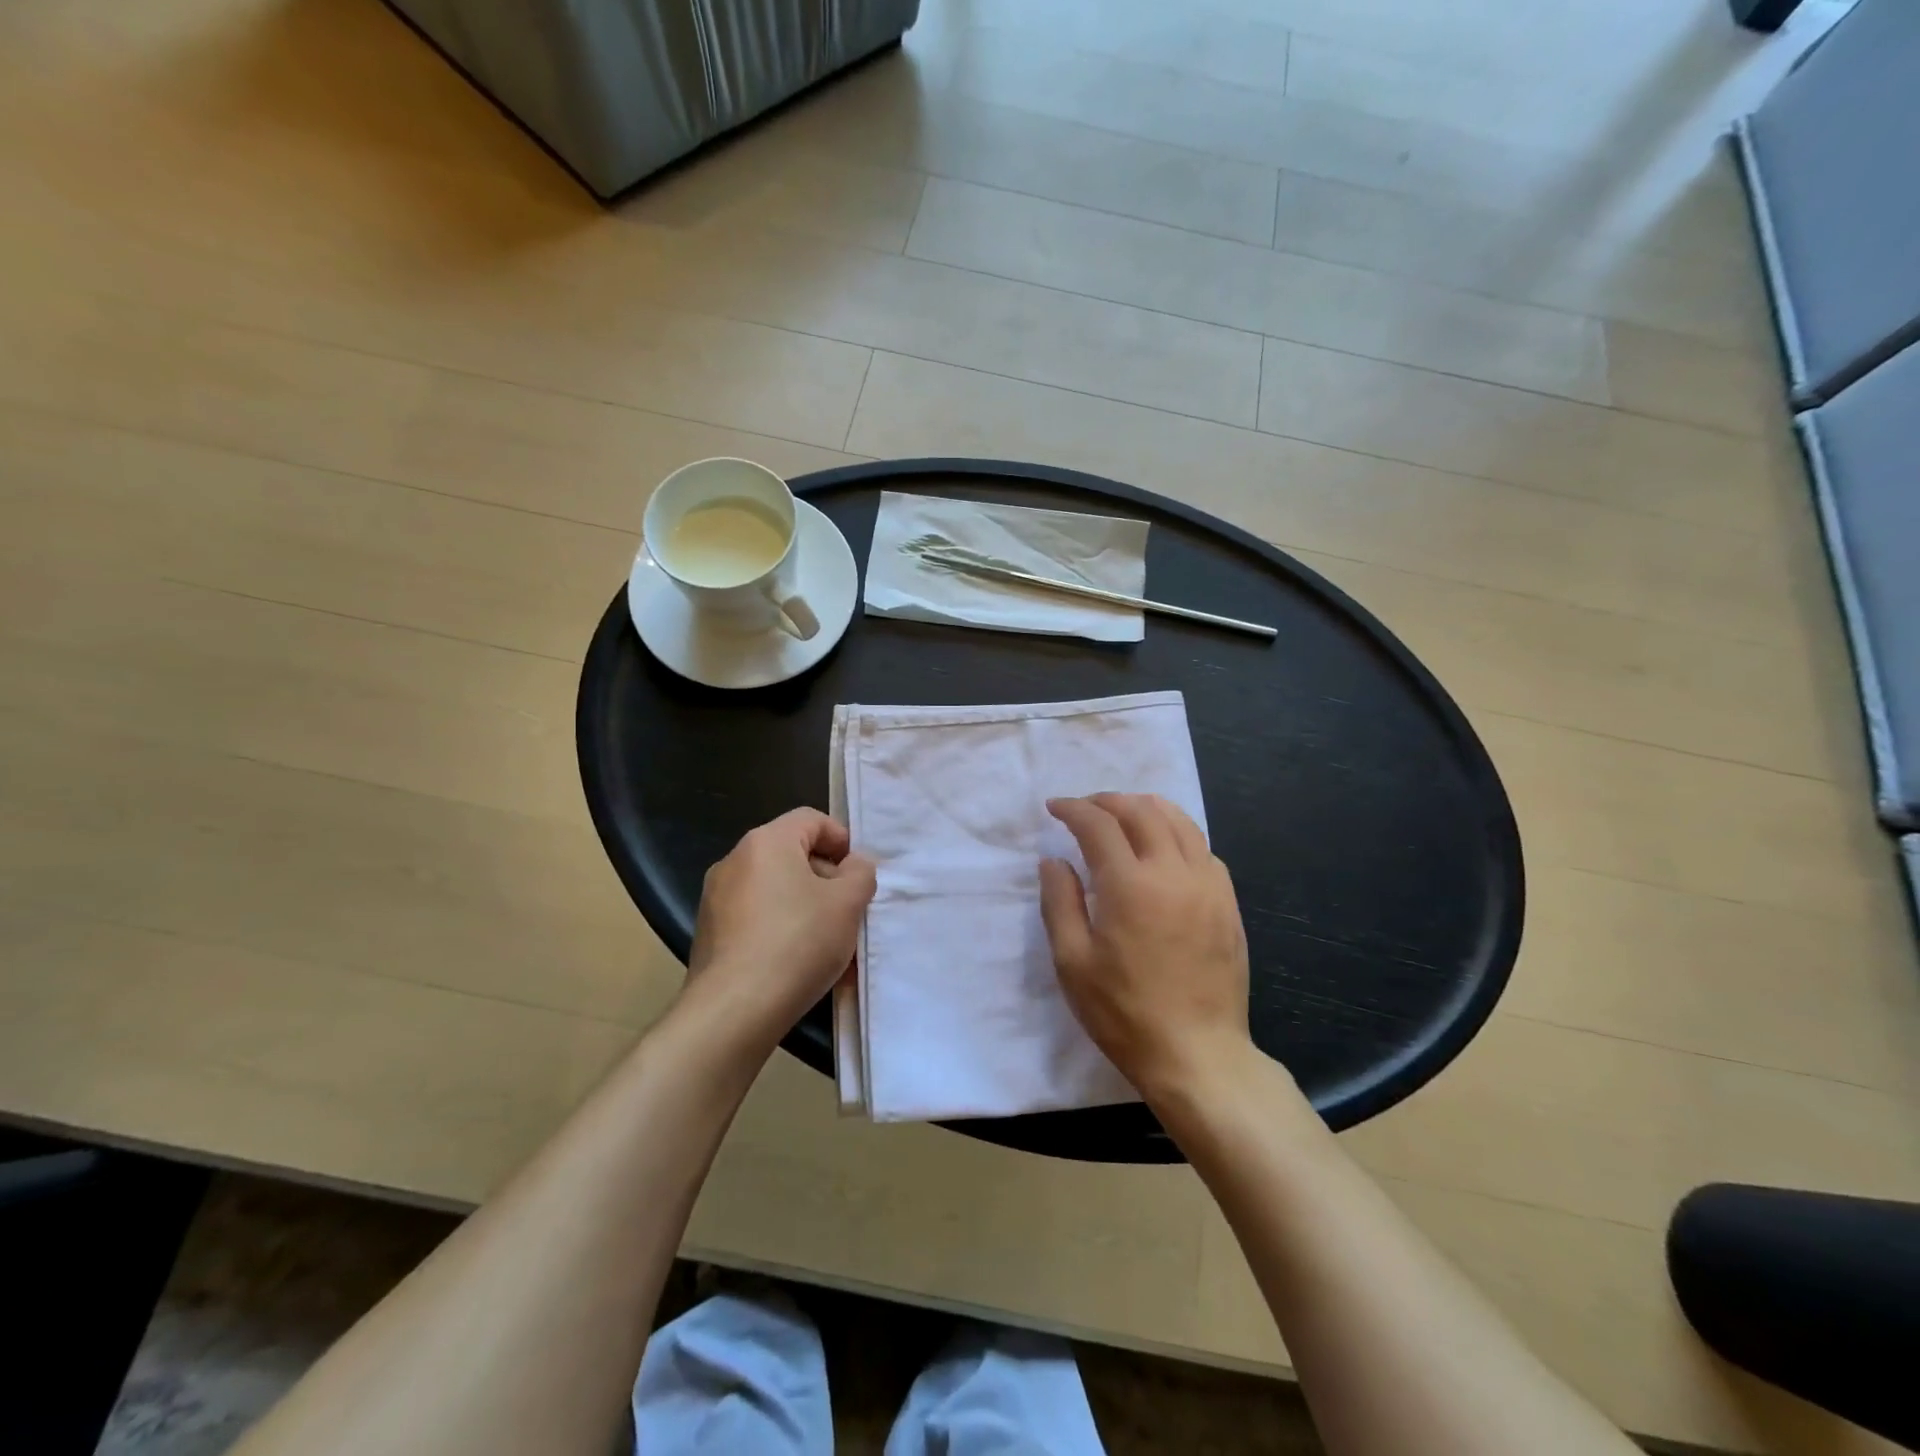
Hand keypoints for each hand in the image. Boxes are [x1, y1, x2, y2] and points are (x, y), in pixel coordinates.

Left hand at [687, 809, 875, 1043]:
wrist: (733, 1011)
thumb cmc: (797, 943)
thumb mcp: (847, 903)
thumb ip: (860, 873)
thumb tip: (853, 866)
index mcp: (766, 842)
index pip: (811, 819)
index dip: (842, 839)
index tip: (859, 874)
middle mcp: (734, 861)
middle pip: (793, 855)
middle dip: (827, 880)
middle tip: (851, 911)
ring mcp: (716, 899)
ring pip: (777, 891)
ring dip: (808, 909)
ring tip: (832, 945)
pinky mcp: (710, 934)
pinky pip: (758, 919)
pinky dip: (783, 931)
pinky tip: (802, 964)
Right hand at [1039, 794, 1252, 1099]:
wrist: (1197, 1054)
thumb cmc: (1124, 1013)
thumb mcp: (1073, 962)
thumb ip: (1059, 902)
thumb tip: (1054, 860)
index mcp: (1130, 885)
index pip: (1098, 824)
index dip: (1073, 809)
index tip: (1054, 808)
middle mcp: (1173, 872)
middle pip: (1142, 811)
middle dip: (1108, 801)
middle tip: (1085, 809)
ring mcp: (1208, 885)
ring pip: (1180, 821)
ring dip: (1146, 808)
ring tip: (1123, 815)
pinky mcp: (1228, 903)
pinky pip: (1203, 848)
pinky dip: (1177, 834)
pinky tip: (1164, 850)